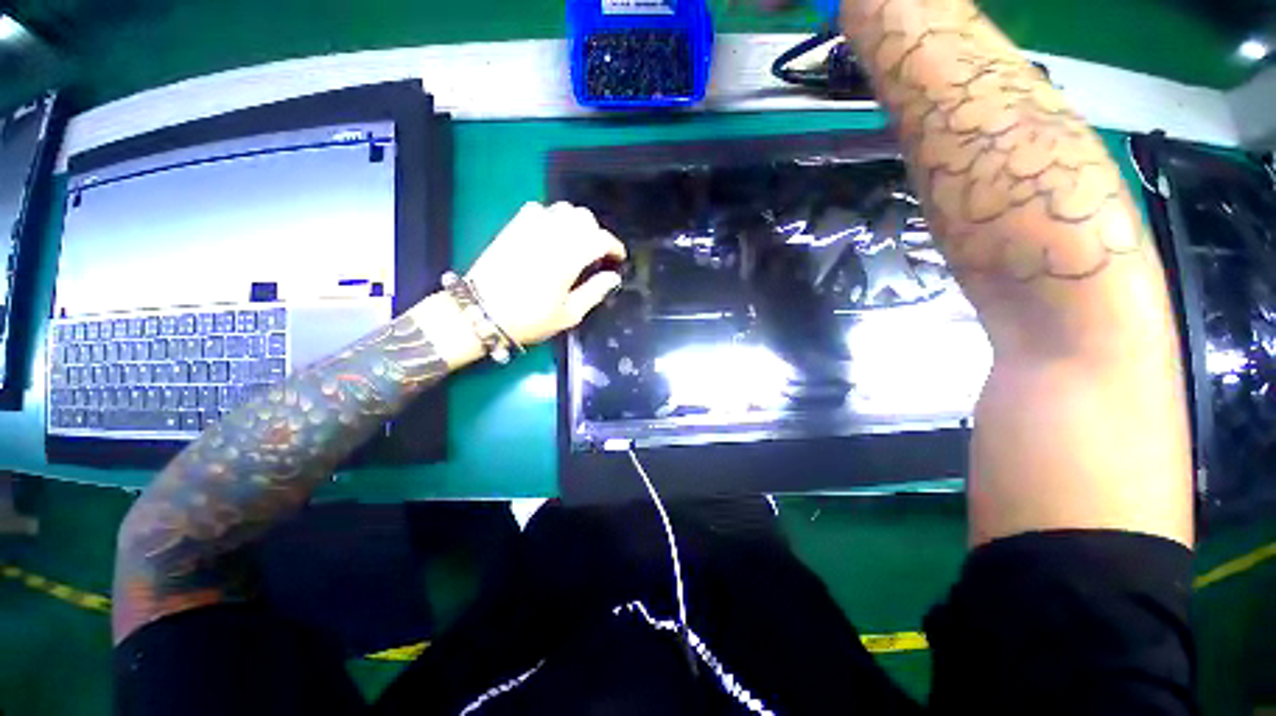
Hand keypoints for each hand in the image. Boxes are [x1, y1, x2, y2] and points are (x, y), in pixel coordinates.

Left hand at [465, 202, 626, 346]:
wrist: (483, 312)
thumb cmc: (530, 319)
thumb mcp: (569, 315)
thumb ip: (594, 292)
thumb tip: (613, 277)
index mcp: (568, 259)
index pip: (600, 239)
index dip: (614, 246)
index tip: (618, 258)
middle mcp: (551, 236)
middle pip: (583, 217)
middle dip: (596, 232)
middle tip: (596, 253)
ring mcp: (530, 228)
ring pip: (562, 209)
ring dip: (575, 223)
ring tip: (575, 243)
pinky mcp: (513, 227)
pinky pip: (538, 209)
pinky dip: (551, 217)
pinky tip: (550, 235)